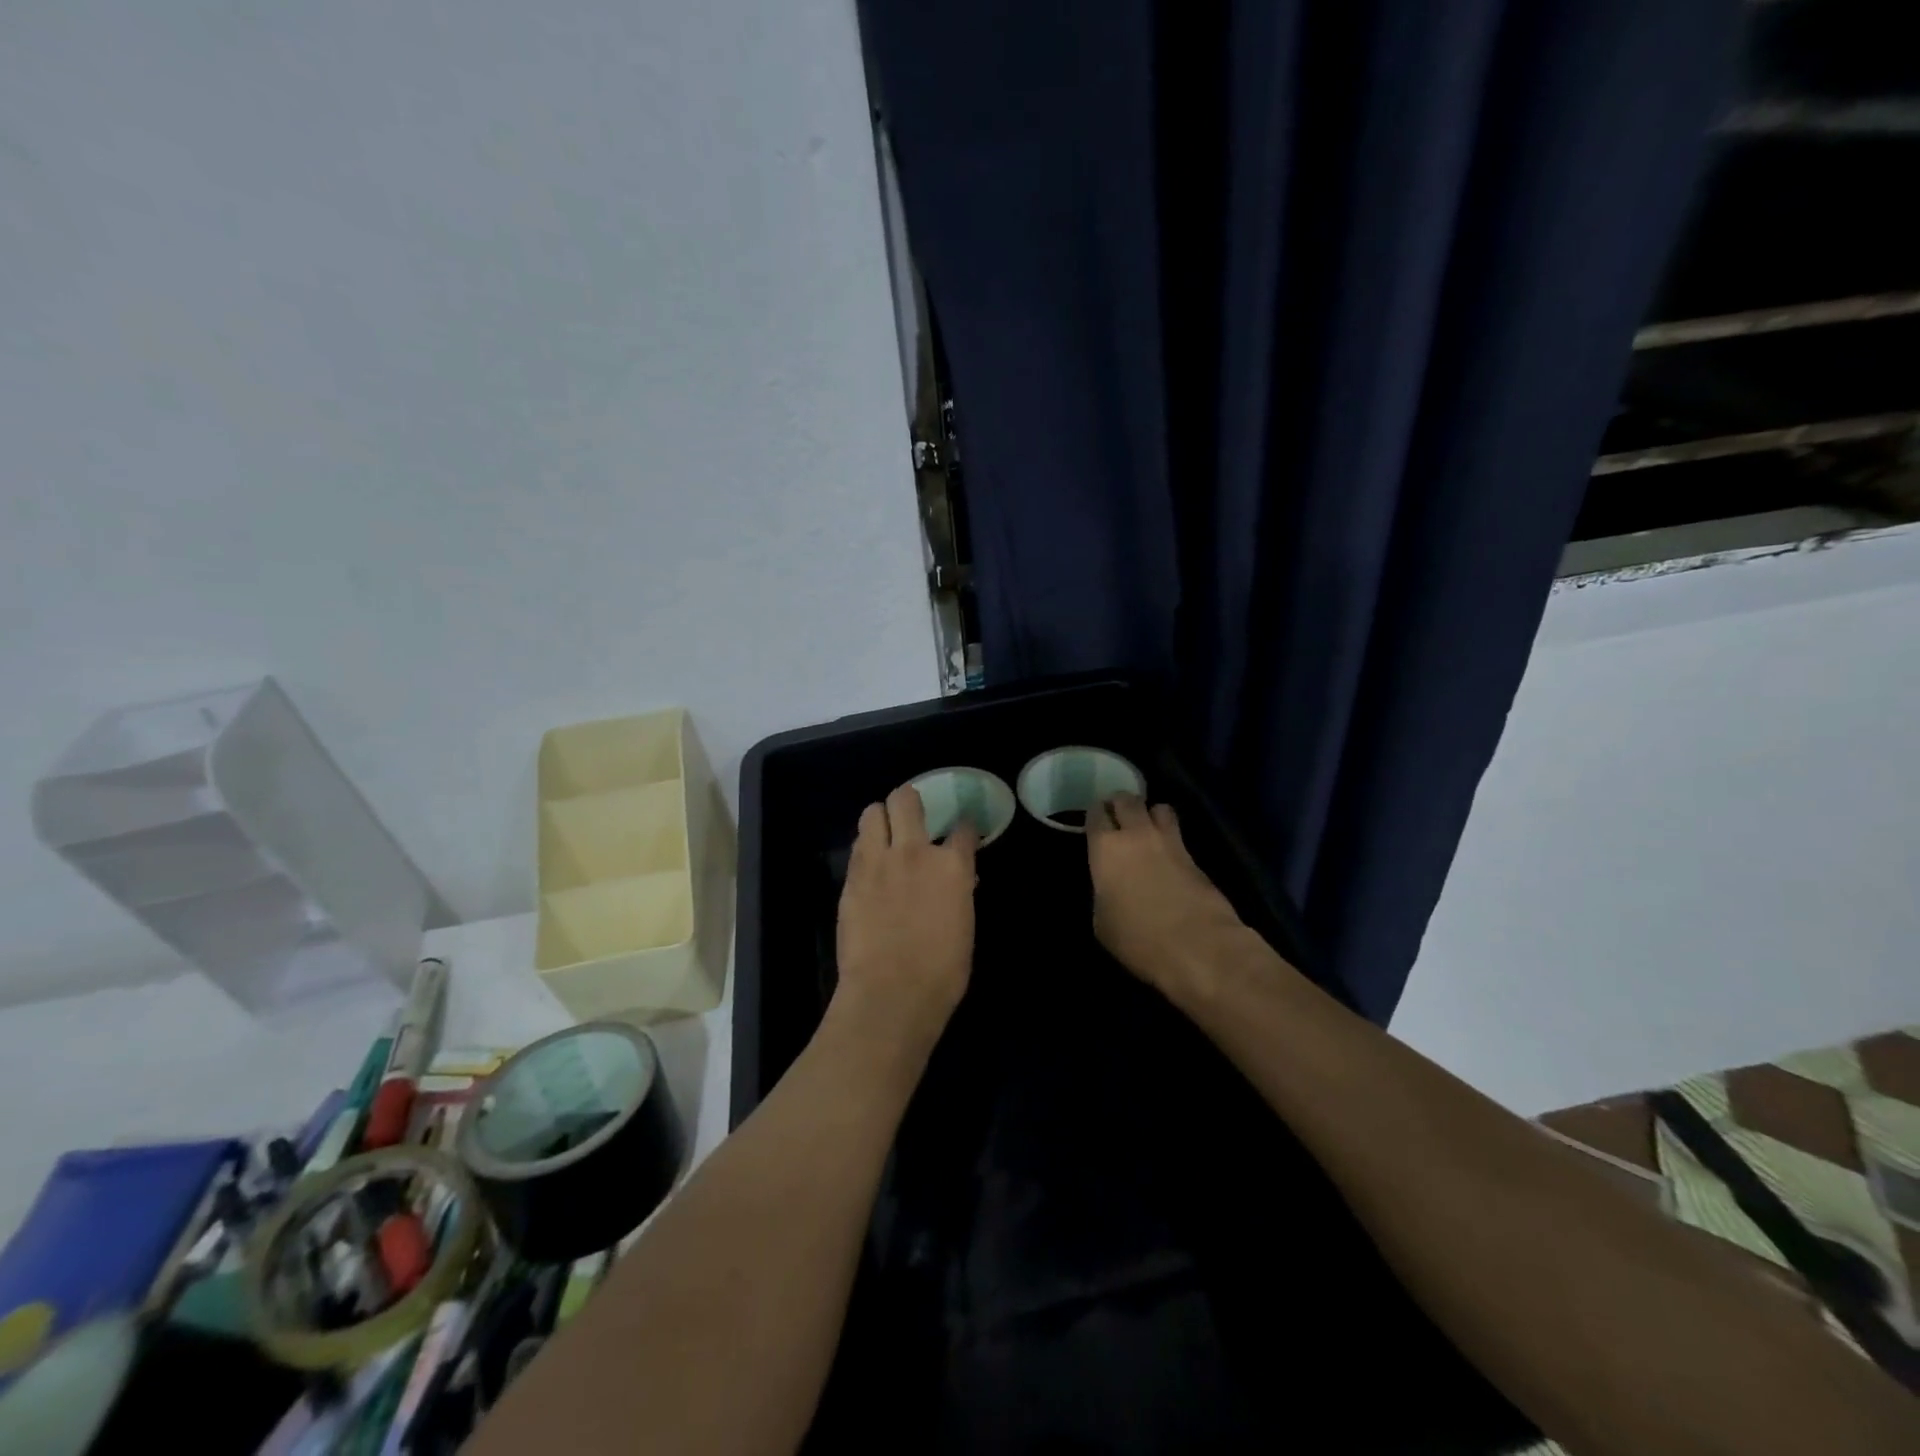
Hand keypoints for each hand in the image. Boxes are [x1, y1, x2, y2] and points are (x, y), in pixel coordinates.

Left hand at [832, 785, 978, 1061]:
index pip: (963, 828)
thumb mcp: (964, 927)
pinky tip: (870, 863)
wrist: (891, 992)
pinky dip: (865, 847)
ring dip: (880, 818)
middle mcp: (915, 852)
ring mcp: (879, 861)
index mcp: (952, 866)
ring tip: (884, 833)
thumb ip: (959, 894)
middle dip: (909, 801)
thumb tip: (959, 882)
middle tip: (912, 816)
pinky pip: (857, 846)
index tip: (962, 830)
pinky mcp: (852, 877)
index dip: (964, 826)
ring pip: (872, 813)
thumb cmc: (941, 971)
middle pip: (906, 799)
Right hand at [1088, 794, 1243, 994]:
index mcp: (1106, 848)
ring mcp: (1170, 842)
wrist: (1197, 946)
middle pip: (1127, 799)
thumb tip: (1111, 886)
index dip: (1095, 815)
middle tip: (1117, 818)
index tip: (1094, 823)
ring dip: (1150, 814)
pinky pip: (1178, 834)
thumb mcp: (1101, 921)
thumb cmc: (1137, 938)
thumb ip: (1103, 892)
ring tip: (1146, 829)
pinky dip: (1170, 837)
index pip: (1096, 812)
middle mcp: (1137, 834)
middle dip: (1120, 804)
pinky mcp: (1196, 857)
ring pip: (1159, 807)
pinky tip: (1167, 855)